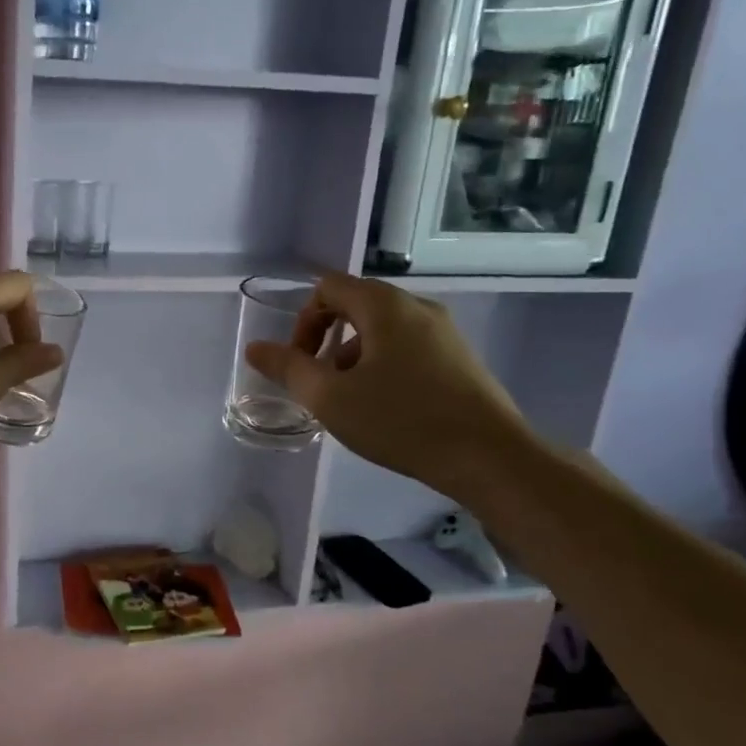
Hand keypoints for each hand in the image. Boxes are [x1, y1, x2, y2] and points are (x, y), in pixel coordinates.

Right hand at [244, 272, 534, 493]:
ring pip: (382, 329)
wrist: (490, 458)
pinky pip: (407, 346)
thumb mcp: (330, 398)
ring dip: (354, 356)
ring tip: (352, 401)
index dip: (303, 322)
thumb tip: (254, 348)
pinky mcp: (460, 357)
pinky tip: (387, 407)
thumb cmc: (402, 421)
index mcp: (384, 306)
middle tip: (321, 384)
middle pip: (355, 305)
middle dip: (327, 341)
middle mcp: (416, 307)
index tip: (301, 364)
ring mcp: (444, 331)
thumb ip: (288, 369)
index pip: (328, 288)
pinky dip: (383, 365)